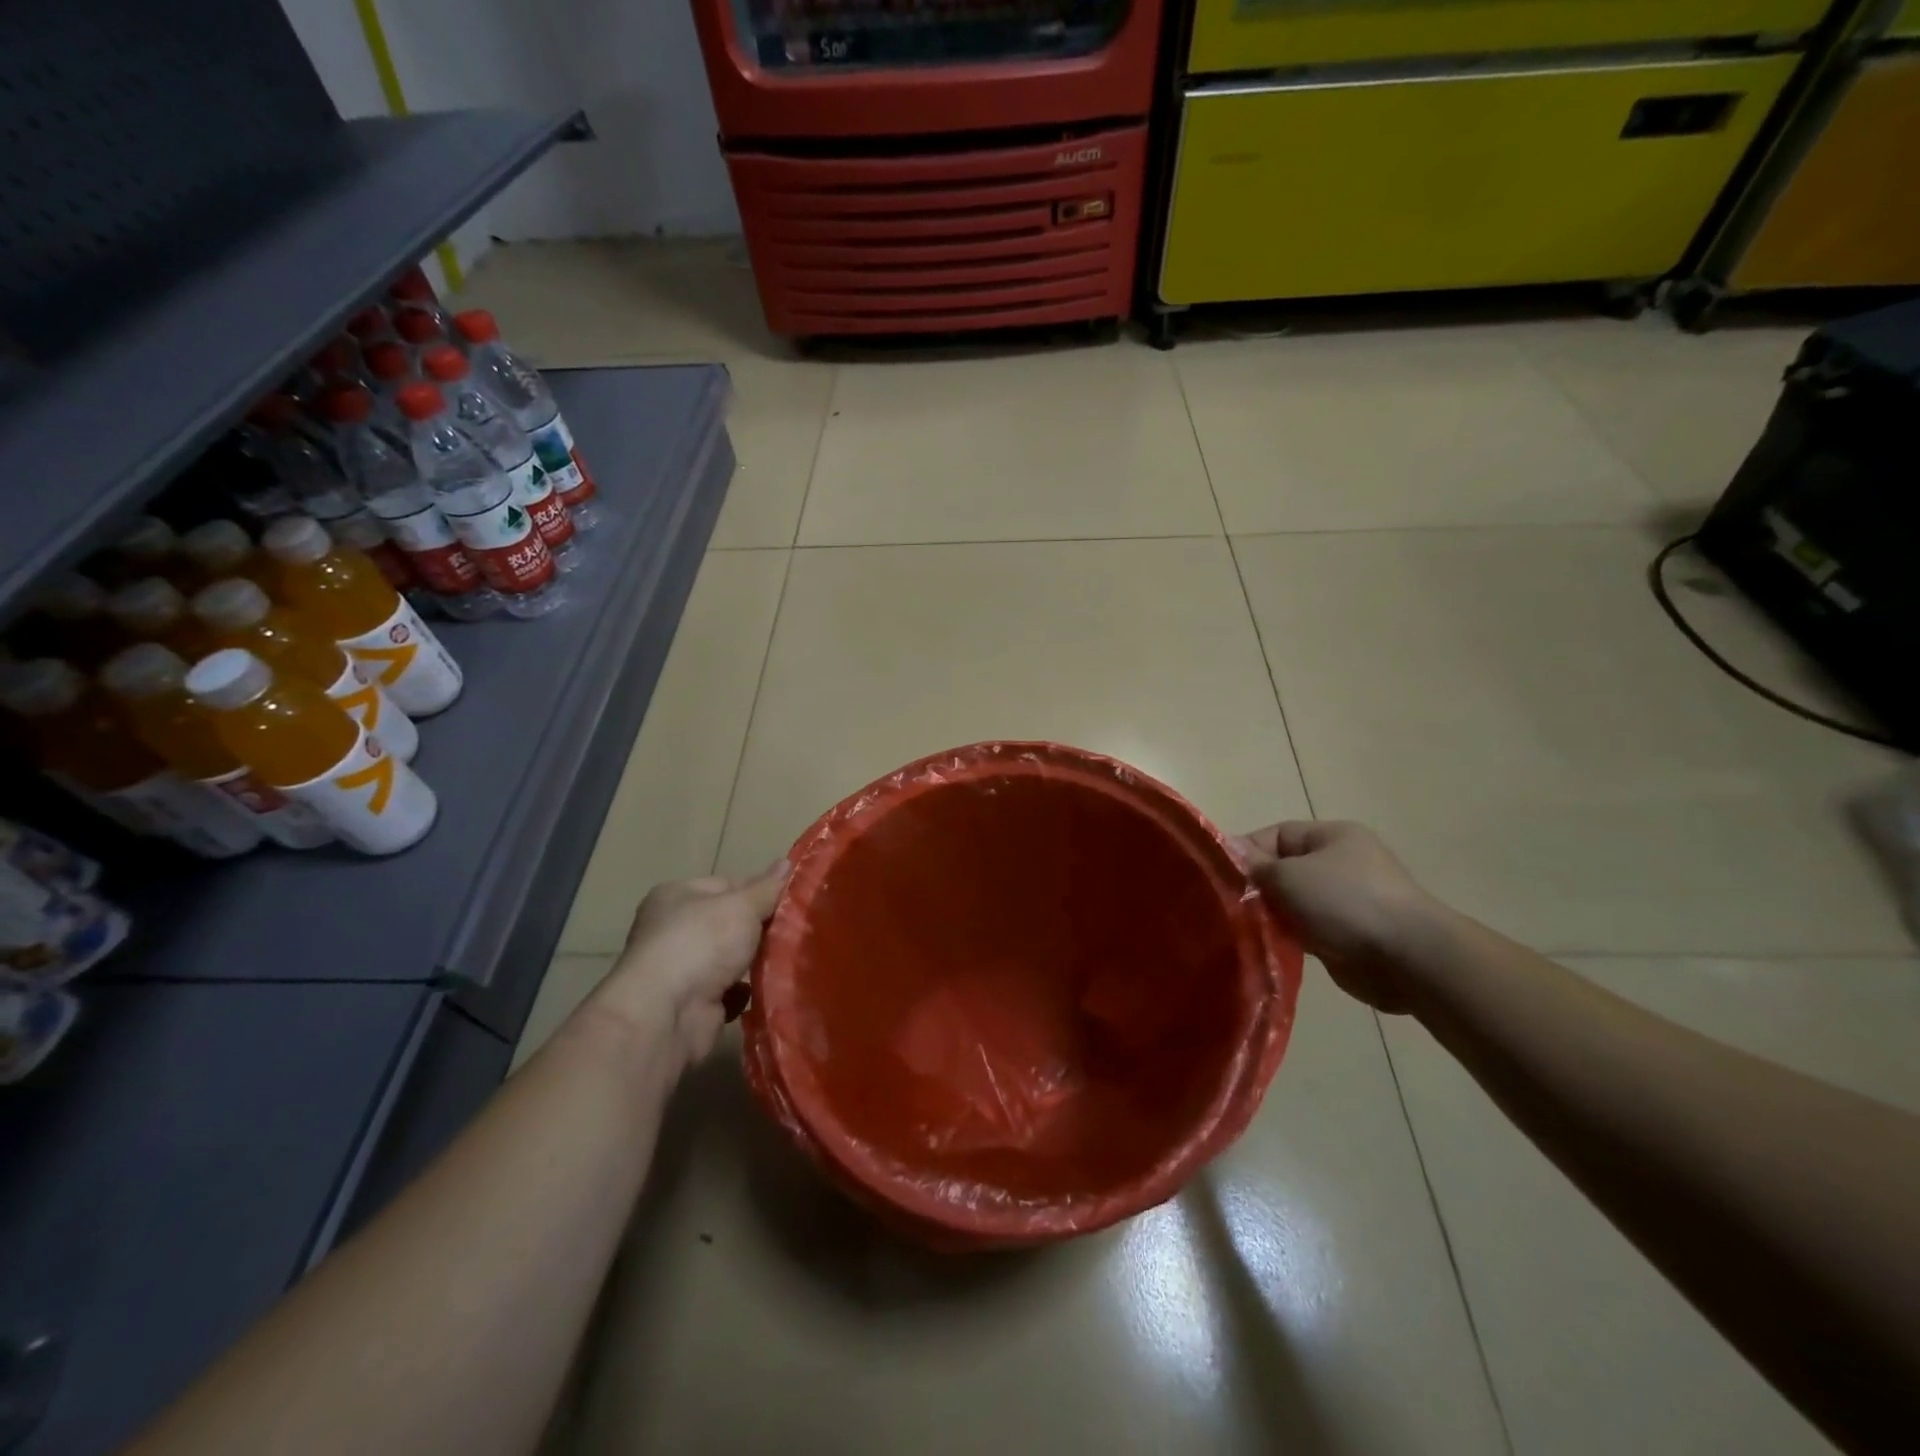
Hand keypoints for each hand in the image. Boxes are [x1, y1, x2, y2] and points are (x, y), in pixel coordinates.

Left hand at [590, 862, 788, 1071]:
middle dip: (760, 928)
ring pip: (731, 957)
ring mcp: (681, 968)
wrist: (667, 1015)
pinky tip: (768, 988)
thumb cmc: (701, 944)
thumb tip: (787, 863)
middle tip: (795, 930)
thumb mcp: (741, 905)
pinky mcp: (692, 1002)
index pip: (727, 885)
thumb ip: (767, 888)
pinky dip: (746, 990)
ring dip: (756, 960)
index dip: (760, 891)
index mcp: (677, 896)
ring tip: (789, 958)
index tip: (790, 900)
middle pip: (730, 922)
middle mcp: (673, 929)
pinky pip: (729, 989)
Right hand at [1236, 821, 1438, 1014]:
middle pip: (1283, 870)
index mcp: (1332, 836)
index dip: (1245, 853)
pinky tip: (1270, 947)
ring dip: (1272, 916)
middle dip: (1257, 888)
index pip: (1275, 835)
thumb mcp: (1290, 875)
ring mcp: (1346, 901)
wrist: (1410, 958)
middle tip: (1231, 907)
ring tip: (1247, 930)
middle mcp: (1340, 863)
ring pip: (1293, 903)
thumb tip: (1228, 850)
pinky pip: (1307, 930)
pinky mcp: (1348, 935)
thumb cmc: (1346, 902)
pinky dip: (1290, 937)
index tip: (1220, 877)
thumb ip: (1256, 865)